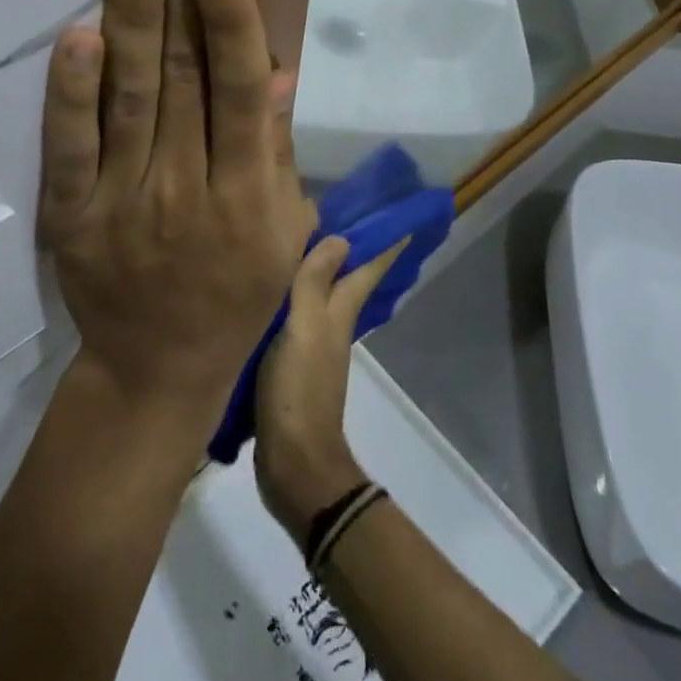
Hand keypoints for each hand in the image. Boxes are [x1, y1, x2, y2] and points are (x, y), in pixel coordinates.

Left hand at [39, 0, 315, 433]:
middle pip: (183, 79)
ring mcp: (124, 204)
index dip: (230, 17)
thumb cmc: (236, 295)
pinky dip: (71, 95)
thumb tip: (275, 70)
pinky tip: (77, 38)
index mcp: (249, 194)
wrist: (156, 371)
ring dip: (130, 20)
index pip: (240, 91)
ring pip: (130, 100)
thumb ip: (274, 150)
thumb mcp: (283, 231)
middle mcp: (189, 191)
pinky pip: (70, 150)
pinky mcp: (73, 218)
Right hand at [254, 235, 403, 544]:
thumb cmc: (299, 390)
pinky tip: (278, 294)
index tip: (402, 219)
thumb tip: (341, 238)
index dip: (384, 245)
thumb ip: (314, 284)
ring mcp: (313, 348)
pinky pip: (297, 319)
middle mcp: (331, 326)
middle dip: (353, 253)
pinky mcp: (293, 366)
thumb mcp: (303, 329)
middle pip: (348, 282)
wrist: (293, 462)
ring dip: (322, 274)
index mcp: (338, 314)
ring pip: (323, 299)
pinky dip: (294, 300)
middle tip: (349, 217)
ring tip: (305, 246)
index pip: (366, 271)